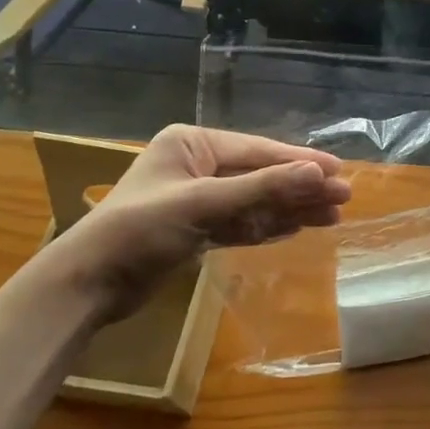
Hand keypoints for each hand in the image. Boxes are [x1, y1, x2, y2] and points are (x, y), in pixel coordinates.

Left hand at [45, 125, 351, 316]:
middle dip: (300, 187)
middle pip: (260, 175)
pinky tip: (296, 227)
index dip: (300, 161)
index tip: (339, 172)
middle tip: (343, 199)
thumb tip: (319, 173)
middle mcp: (197, 165)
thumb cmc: (140, 230)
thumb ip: (263, 188)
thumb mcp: (204, 204)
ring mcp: (196, 198)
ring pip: (254, 201)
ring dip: (290, 209)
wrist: (86, 285)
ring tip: (331, 217)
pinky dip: (266, 225)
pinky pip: (240, 223)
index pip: (258, 150)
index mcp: (192, 143)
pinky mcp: (194, 229)